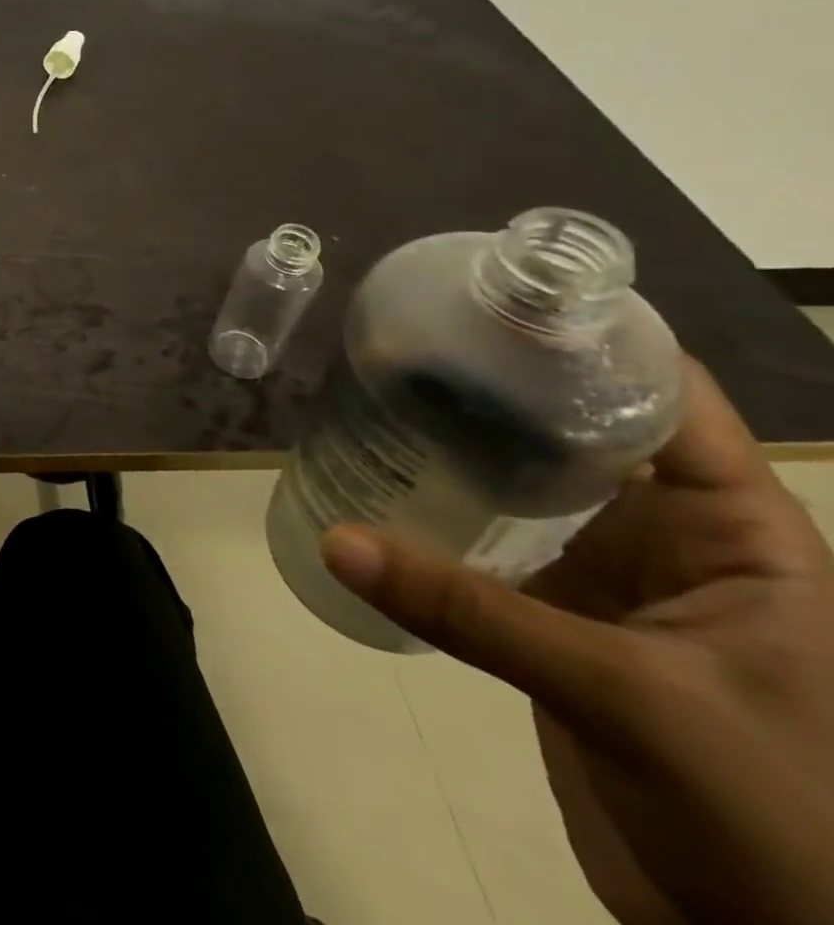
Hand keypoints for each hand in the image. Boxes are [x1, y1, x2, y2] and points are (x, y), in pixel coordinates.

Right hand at [321, 358, 833, 924]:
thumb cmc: (780, 819)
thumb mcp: (631, 698)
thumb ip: (474, 613)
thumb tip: (337, 540)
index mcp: (736, 532)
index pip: (667, 401)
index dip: (592, 341)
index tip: (496, 298)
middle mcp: (671, 537)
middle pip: (578, 434)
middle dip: (497, 389)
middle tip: (405, 344)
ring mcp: (610, 578)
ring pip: (526, 489)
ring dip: (459, 452)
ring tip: (376, 401)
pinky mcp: (558, 619)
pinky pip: (491, 548)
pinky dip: (438, 519)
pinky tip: (379, 489)